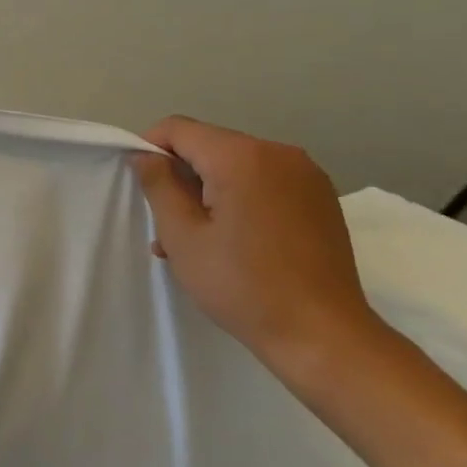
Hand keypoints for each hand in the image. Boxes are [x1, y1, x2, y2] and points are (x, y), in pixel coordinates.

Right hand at [131, 117, 378, 366]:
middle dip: (182, 175)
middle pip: (210, 145)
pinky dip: (241, 198)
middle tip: (167, 225)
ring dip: (210, 190)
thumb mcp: (183, 237)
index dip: (150, 148)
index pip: (179, 129)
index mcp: (241, 157)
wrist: (325, 337)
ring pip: (237, 165)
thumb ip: (159, 186)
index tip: (142, 184)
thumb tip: (145, 155)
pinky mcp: (320, 197)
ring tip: (198, 240)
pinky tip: (235, 239)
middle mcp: (278, 152)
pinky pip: (265, 181)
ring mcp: (305, 174)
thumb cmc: (243, 286)